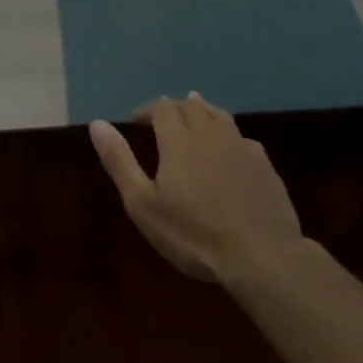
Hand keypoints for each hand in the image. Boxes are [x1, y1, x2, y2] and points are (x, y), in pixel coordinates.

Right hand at [89, 92, 302, 283]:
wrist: (260, 255)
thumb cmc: (192, 233)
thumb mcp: (143, 203)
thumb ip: (120, 161)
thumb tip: (97, 124)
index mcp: (178, 139)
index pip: (162, 108)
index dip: (148, 110)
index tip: (136, 121)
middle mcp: (211, 133)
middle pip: (191, 106)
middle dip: (174, 108)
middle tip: (163, 118)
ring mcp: (241, 147)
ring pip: (220, 116)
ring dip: (203, 111)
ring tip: (195, 115)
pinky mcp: (264, 165)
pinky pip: (242, 138)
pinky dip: (228, 136)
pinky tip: (230, 148)